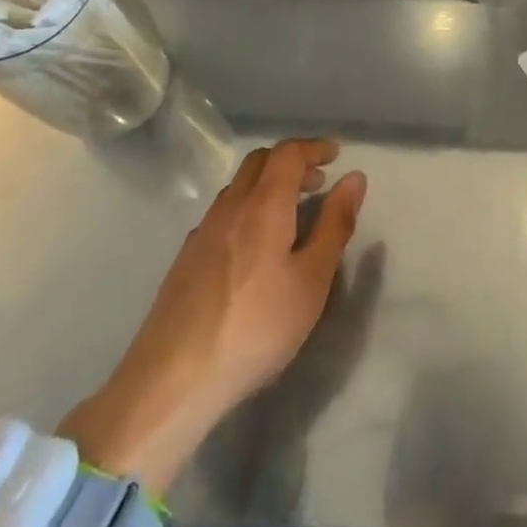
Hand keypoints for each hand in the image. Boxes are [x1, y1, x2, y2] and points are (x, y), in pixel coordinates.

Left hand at [60, 138, 366, 493]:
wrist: (173, 379)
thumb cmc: (256, 327)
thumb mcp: (311, 280)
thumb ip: (335, 225)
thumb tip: (354, 178)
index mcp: (264, 205)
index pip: (288, 153)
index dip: (314, 147)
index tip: (336, 155)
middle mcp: (230, 206)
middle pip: (260, 161)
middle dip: (292, 161)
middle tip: (318, 182)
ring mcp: (203, 231)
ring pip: (238, 186)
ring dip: (269, 184)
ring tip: (292, 212)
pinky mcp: (186, 257)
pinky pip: (223, 212)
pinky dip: (248, 207)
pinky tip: (255, 245)